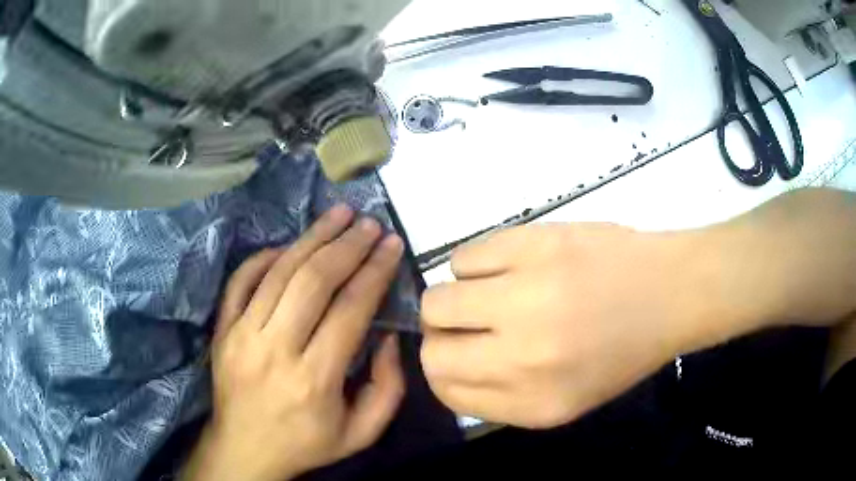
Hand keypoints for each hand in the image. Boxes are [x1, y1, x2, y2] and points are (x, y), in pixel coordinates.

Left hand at [182, 205, 405, 480]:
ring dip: (312, 238)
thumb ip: (388, 388)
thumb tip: (389, 336)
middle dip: (346, 246)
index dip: (374, 272)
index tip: (391, 245)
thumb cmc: (306, 445)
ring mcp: (241, 335)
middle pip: (313, 282)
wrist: (244, 450)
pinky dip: (266, 257)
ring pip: (279, 272)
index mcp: (313, 380)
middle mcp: (274, 350)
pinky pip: (241, 280)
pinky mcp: (222, 329)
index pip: (349, 310)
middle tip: (368, 223)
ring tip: (337, 215)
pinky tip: (290, 245)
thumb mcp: (362, 433)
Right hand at [421, 223, 713, 428]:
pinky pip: (465, 256)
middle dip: (443, 336)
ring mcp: (528, 295)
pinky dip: (477, 263)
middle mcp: (524, 357)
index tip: (459, 352)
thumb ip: (501, 397)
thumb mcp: (566, 400)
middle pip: (432, 348)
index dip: (443, 369)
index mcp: (535, 403)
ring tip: (496, 289)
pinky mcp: (535, 244)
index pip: (445, 390)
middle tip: (471, 320)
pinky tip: (510, 264)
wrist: (669, 292)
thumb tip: (448, 366)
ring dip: (459, 296)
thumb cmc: (622, 350)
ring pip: (439, 298)